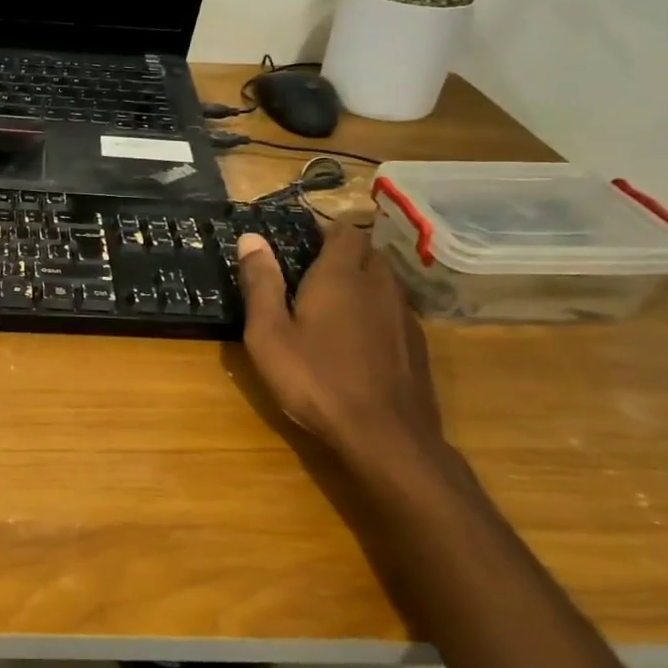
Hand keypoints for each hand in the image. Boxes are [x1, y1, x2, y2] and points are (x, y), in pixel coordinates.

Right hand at [235, 221, 443, 457]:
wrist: (385, 436)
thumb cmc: (315, 380)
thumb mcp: (269, 334)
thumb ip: (260, 283)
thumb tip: (251, 238)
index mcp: (341, 276)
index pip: (343, 232)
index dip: (324, 232)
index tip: (301, 245)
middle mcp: (378, 285)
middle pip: (368, 253)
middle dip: (344, 255)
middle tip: (312, 275)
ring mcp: (403, 316)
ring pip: (385, 282)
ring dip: (363, 283)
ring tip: (334, 305)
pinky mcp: (417, 345)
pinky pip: (395, 311)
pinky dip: (376, 312)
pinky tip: (358, 340)